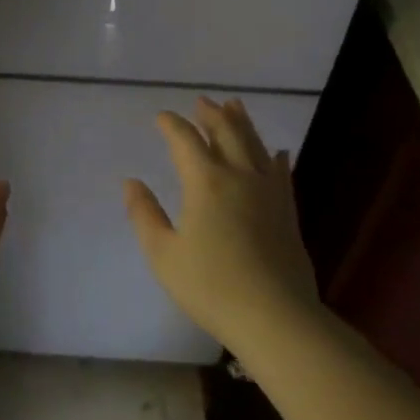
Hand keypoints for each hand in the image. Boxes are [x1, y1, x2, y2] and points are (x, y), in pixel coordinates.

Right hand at [124, 97, 317, 349]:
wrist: (275, 317)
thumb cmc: (210, 286)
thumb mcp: (163, 253)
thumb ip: (145, 214)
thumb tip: (131, 182)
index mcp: (205, 182)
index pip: (185, 141)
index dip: (172, 125)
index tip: (161, 117)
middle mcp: (240, 177)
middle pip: (226, 133)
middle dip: (211, 115)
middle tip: (201, 101)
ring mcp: (269, 193)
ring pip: (255, 146)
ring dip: (242, 123)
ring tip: (234, 106)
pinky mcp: (288, 212)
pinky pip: (281, 173)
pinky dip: (274, 157)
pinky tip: (277, 153)